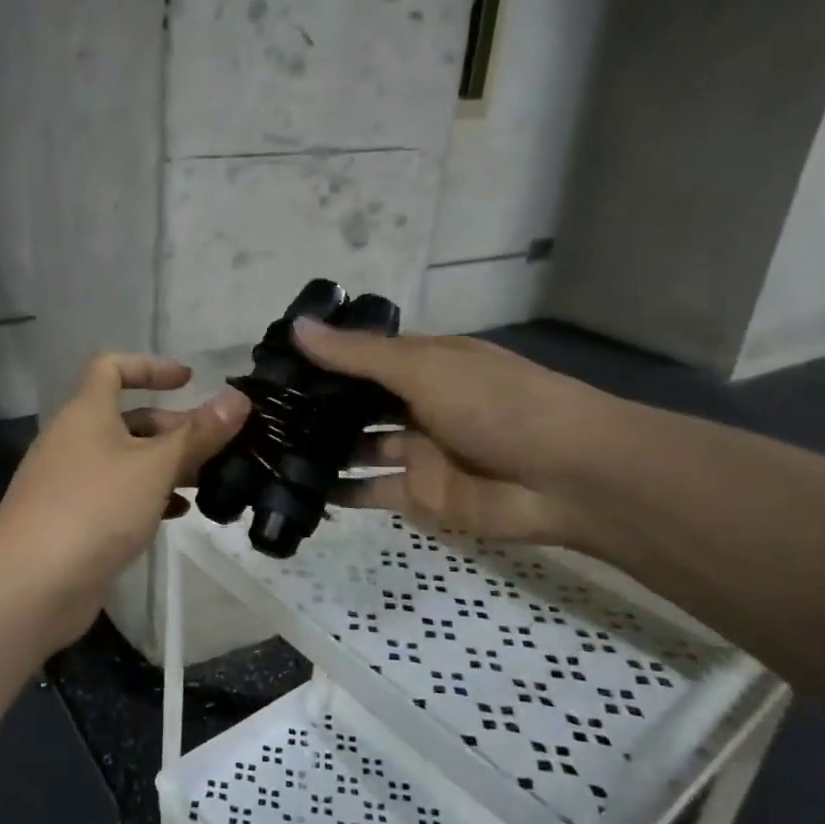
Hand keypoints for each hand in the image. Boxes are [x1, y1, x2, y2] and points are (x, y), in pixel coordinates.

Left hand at [0, 354, 249, 620]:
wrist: (30, 586)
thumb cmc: (95, 509)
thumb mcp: (154, 467)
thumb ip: (198, 434)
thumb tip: (238, 399)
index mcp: (86, 414)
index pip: (112, 368)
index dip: (150, 366)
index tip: (189, 381)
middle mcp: (73, 441)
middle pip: (126, 419)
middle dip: (172, 428)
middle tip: (216, 447)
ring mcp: (69, 483)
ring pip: (124, 461)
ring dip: (164, 466)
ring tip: (207, 482)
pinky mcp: (72, 521)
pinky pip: (115, 496)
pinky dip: (146, 497)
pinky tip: (176, 515)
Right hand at [294, 319, 615, 545]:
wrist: (567, 477)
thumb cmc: (496, 404)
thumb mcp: (424, 367)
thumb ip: (358, 355)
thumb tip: (297, 328)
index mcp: (424, 365)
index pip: (361, 358)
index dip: (321, 359)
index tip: (269, 365)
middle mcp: (416, 405)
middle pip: (356, 405)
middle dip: (314, 408)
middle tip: (257, 413)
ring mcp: (417, 452)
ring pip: (358, 449)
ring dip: (320, 449)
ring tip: (267, 448)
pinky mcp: (419, 496)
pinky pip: (370, 491)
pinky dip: (338, 492)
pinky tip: (296, 487)